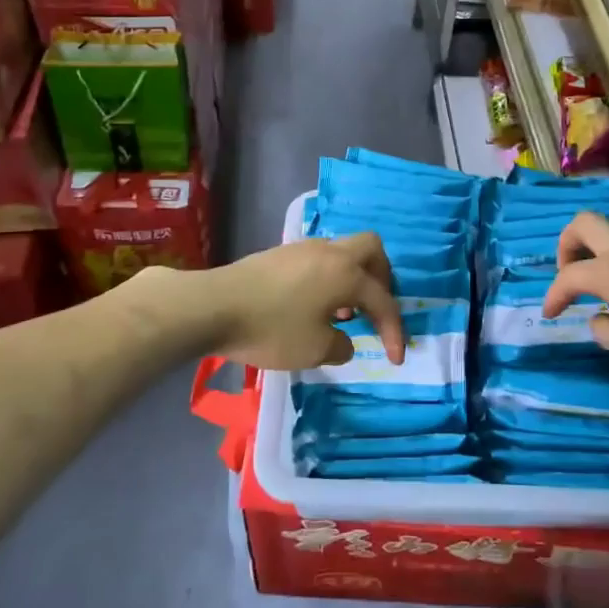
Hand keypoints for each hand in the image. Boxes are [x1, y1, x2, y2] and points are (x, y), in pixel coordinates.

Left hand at [203, 232, 406, 370]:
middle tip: (377, 308)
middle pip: (371, 250)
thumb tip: (344, 340)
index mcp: (346, 274)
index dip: (394, 330)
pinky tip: (314, 305)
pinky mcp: (281, 254)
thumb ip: (341, 346)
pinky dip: (329, 278)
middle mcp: (330, 252)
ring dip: (353, 279)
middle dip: (383, 279)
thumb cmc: (270, 329)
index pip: (382, 300)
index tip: (395, 358)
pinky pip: (320, 259)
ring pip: (343, 252)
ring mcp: (303, 248)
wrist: (213, 306)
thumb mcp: (314, 350)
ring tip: (343, 313)